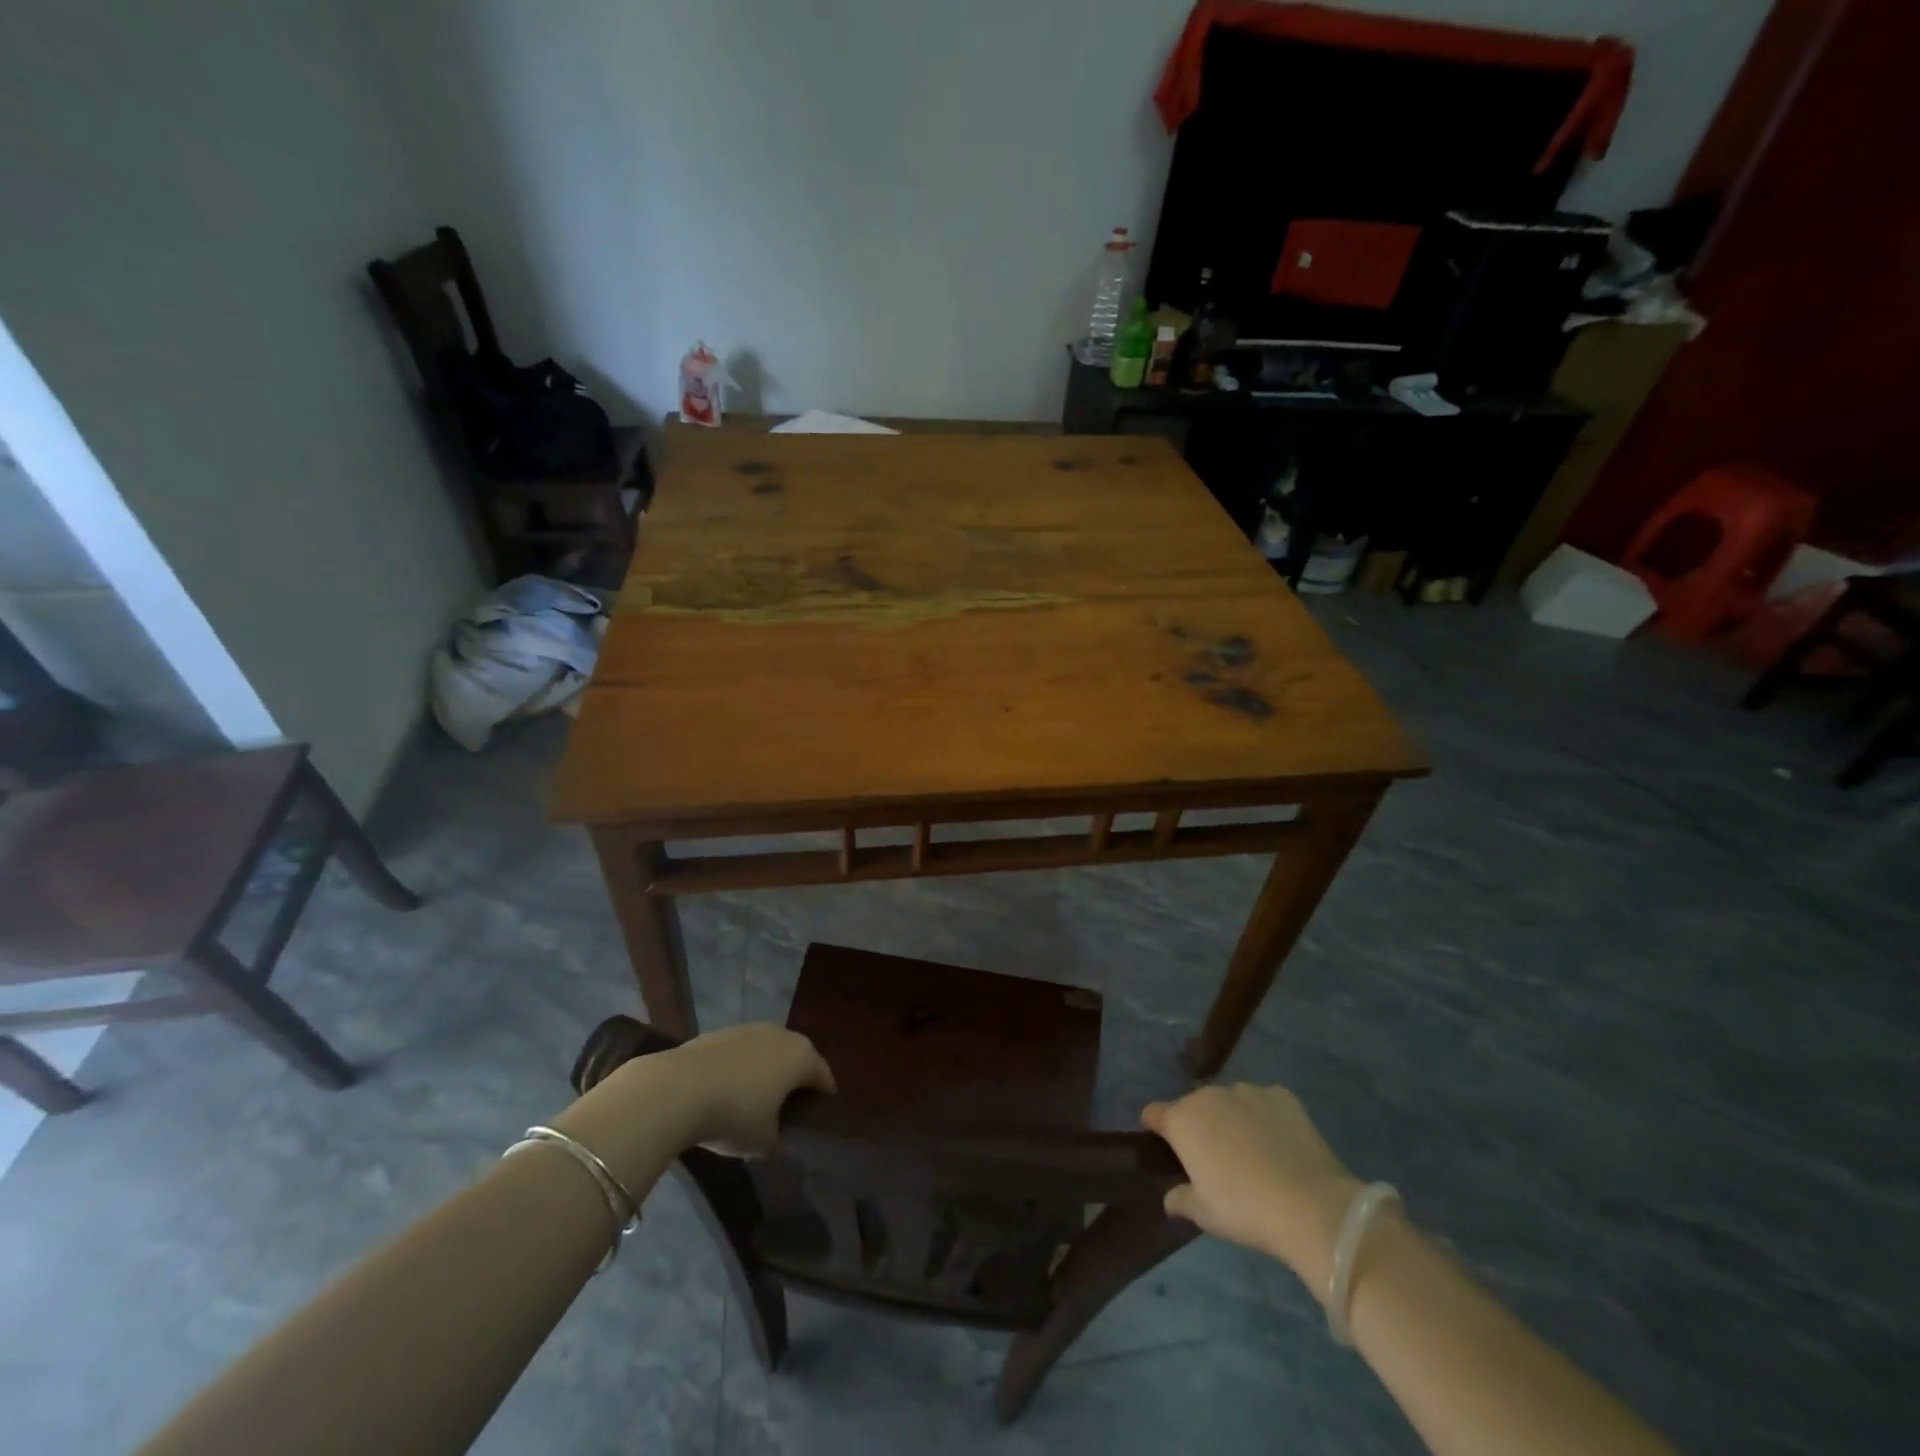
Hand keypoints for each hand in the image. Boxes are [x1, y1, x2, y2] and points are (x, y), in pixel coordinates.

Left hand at [647, 1024, 835, 1154]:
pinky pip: (741, 1053)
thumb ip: (778, 1136)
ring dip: (766, 1071)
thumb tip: (774, 1133)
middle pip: (797, 1058)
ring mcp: (749, 1029)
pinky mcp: (720, 1032)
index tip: (819, 1117)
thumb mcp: (764, 1142)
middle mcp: (781, 1034)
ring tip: (755, 1100)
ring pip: (768, 1052)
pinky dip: (740, 1069)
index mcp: (802, 1057)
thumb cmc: (735, 1115)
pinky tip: (726, 1091)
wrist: (679, 1089)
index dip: (824, 1098)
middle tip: (789, 1108)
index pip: (824, 1076)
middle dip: (795, 1080)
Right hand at [1143, 1083, 1359, 1295]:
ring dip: (1232, 1118)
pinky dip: (1265, 1117)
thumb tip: (1170, 1198)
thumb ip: (1181, 1199)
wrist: (1311, 1205)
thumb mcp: (1205, 1214)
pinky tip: (1280, 1143)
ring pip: (1230, 1101)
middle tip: (1215, 1158)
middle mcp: (1209, 1095)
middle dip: (1199, 1125)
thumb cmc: (1245, 1209)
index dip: (1156, 1128)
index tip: (1166, 1146)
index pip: (1154, 1113)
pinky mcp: (1281, 1095)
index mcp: (1182, 1119)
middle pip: (1194, 1105)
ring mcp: (1247, 1090)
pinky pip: (1264, 1102)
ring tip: (1252, 1151)